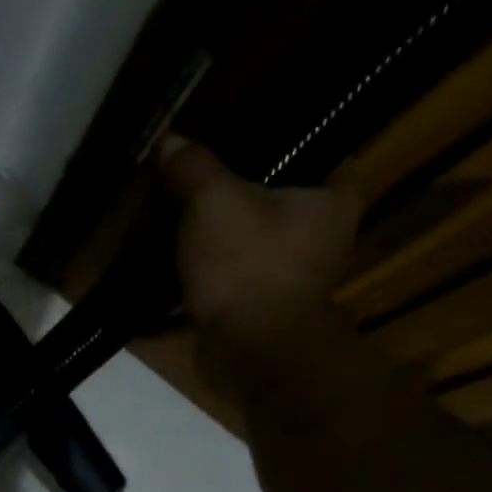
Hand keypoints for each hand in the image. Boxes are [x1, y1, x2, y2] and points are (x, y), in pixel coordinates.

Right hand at [158, 139, 361, 416]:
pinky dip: (192, 293)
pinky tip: (159, 285)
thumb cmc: (248, 265)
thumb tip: (171, 142)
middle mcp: (321, 243)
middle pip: (282, 208)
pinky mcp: (255, 322)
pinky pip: (220, 296)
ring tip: (174, 231)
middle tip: (203, 183)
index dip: (298, 142)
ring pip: (249, 254)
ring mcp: (288, 288)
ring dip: (215, 250)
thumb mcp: (212, 202)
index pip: (330, 155)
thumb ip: (192, 168)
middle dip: (244, 200)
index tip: (260, 138)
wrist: (250, 353)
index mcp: (332, 202)